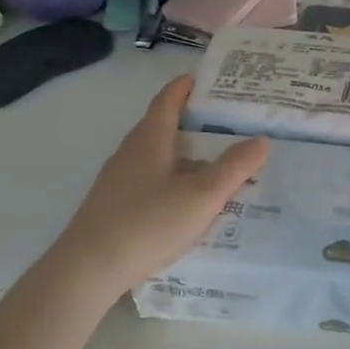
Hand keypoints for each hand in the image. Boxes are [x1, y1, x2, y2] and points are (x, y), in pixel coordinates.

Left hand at [58, 77, 267, 291]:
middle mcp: (130, 151)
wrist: (88, 268)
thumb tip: (261, 140)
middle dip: (193, 122)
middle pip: (163, 125)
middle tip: (227, 125)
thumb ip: (234, 167)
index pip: (168, 99)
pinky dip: (172, 178)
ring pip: (157, 156)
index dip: (187, 86)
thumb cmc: (148, 222)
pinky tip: (186, 201)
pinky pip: (149, 179)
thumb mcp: (202, 195)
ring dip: (184, 154)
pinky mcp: (113, 204)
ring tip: (215, 165)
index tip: (208, 80)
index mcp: (150, 138)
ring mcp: (118, 178)